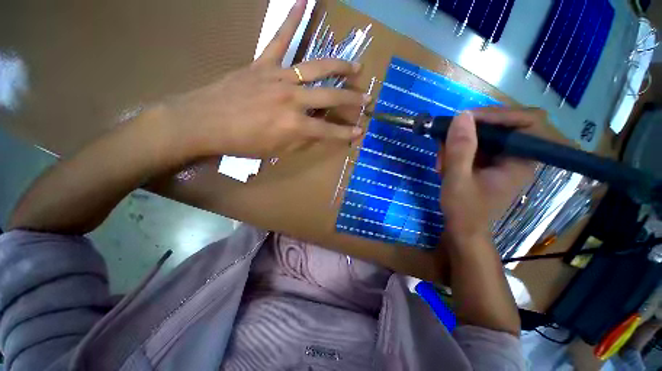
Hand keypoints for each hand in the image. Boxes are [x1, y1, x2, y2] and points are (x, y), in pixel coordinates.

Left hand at [162, 0, 367, 159]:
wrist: (204, 122)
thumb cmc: (242, 142)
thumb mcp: (276, 151)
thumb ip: (300, 141)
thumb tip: (317, 132)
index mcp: (294, 125)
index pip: (329, 130)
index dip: (346, 132)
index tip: (360, 131)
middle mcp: (292, 99)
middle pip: (330, 96)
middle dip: (352, 99)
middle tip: (367, 98)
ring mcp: (278, 78)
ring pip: (316, 67)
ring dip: (339, 66)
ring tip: (355, 67)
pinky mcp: (263, 64)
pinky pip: (280, 39)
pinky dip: (292, 18)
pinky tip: (305, 0)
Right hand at [438, 107, 545, 246]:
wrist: (463, 229)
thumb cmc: (464, 210)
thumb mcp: (457, 180)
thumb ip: (460, 149)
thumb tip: (462, 116)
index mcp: (521, 161)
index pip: (528, 122)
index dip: (500, 114)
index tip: (466, 118)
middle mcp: (517, 156)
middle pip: (501, 126)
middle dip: (469, 132)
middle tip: (444, 140)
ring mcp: (502, 160)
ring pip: (483, 136)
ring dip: (458, 143)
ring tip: (441, 159)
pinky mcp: (488, 163)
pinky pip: (475, 146)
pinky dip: (456, 150)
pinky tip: (443, 162)